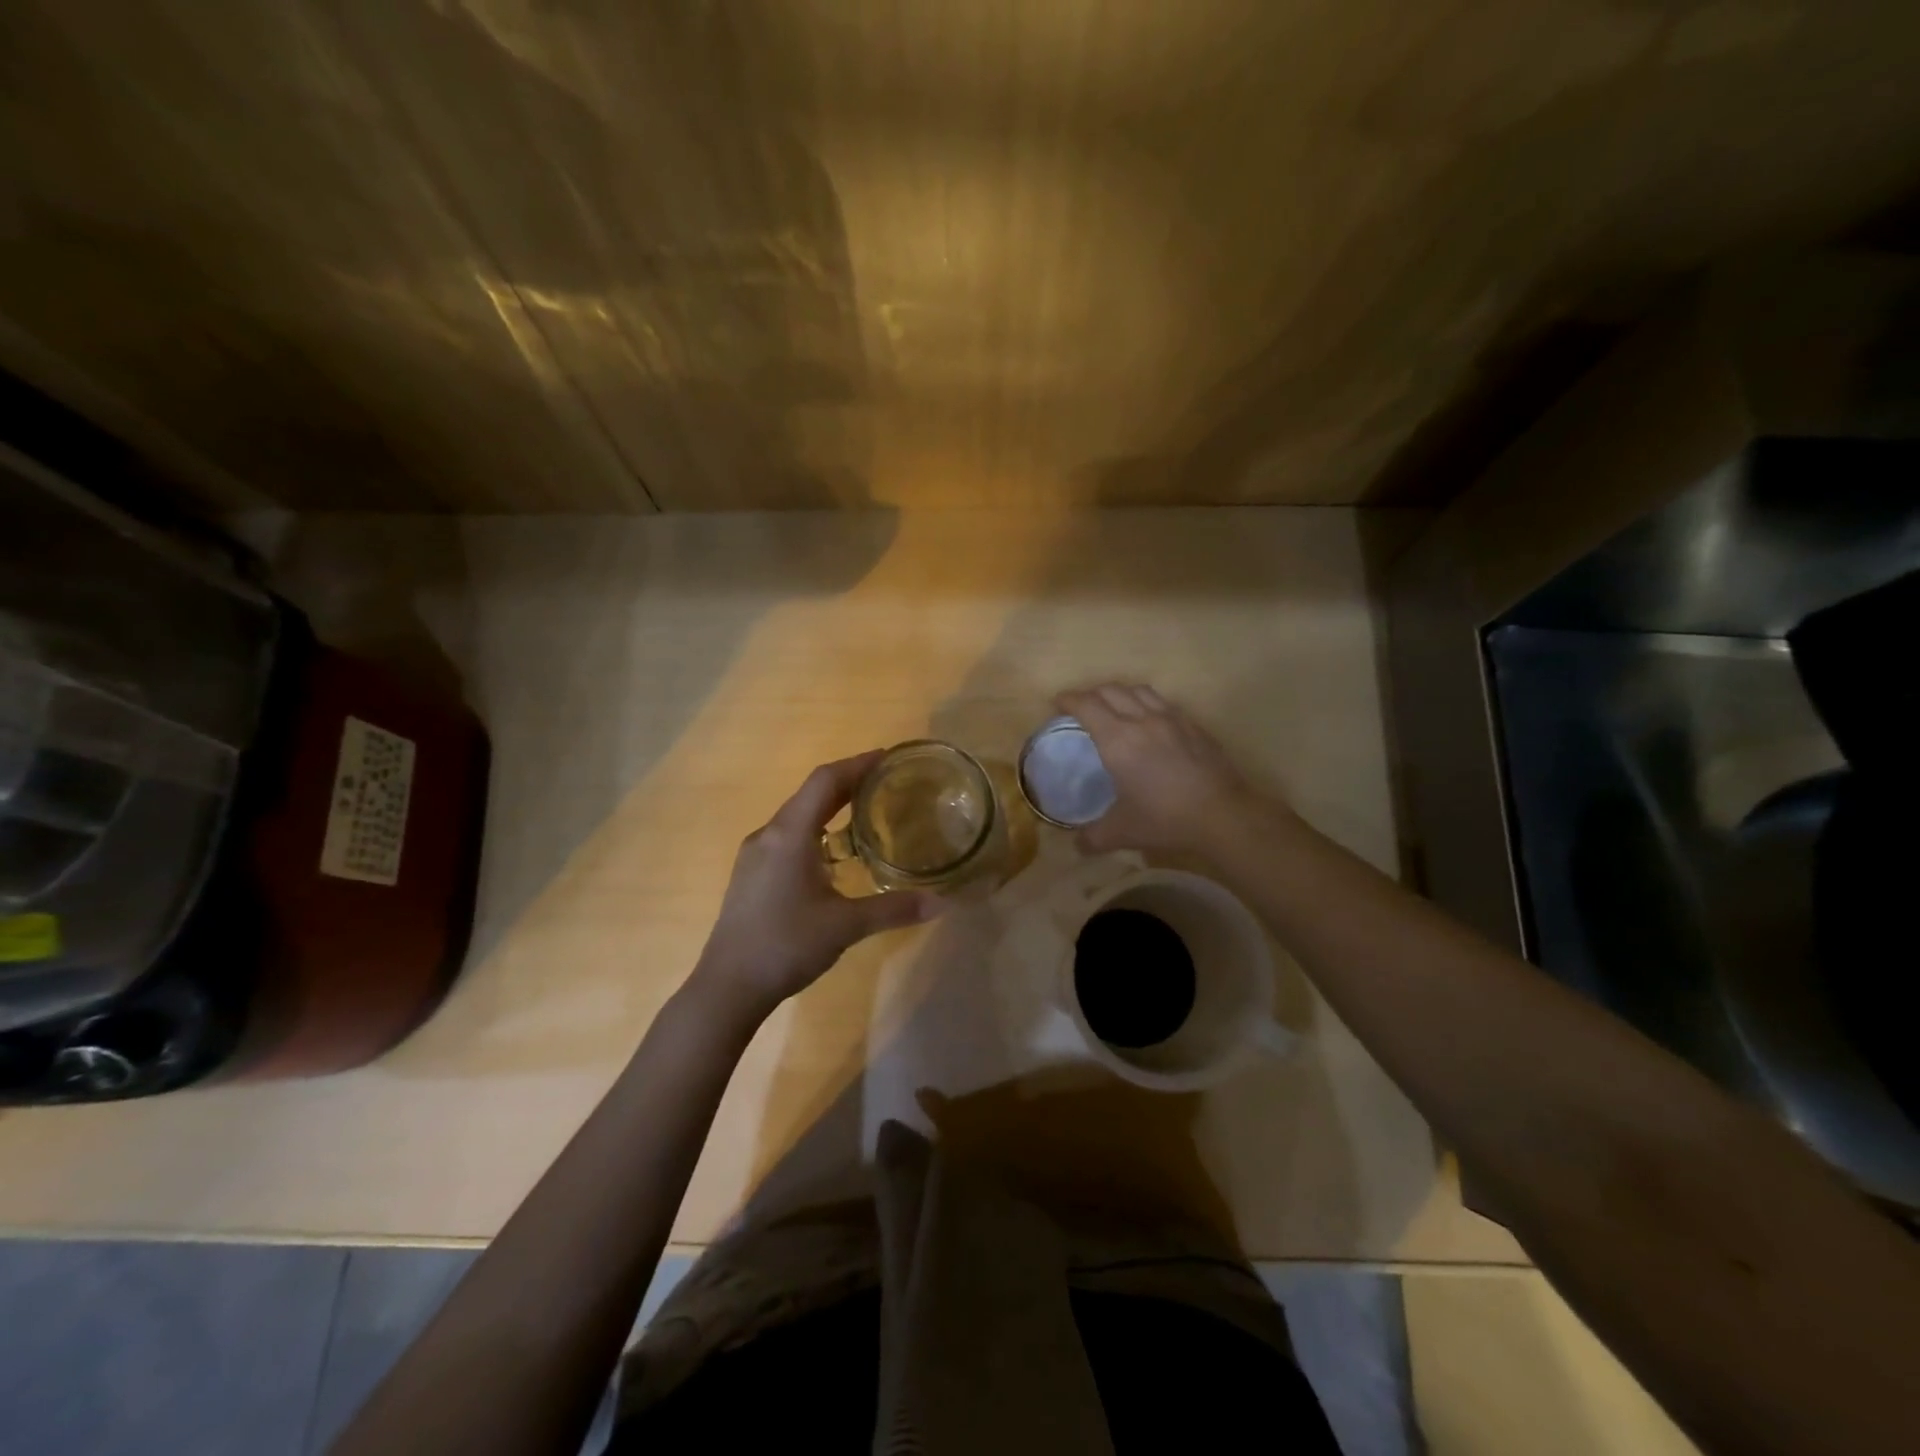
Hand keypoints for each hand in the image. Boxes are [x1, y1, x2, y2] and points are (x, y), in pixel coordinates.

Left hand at [690, 752, 944, 1022]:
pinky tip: (832, 854)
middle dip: (848, 783)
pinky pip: (787, 837)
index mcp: (790, 834)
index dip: (857, 764)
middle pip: (811, 794)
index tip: (887, 757)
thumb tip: (941, 903)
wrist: (727, 987)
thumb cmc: (786, 945)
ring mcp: (755, 855)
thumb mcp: (845, 926)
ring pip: (797, 817)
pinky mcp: (750, 875)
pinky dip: (814, 831)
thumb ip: (893, 909)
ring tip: (864, 812)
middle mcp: (768, 834)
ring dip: (829, 808)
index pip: (825, 780)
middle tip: (885, 781)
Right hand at [1055, 683, 1278, 856]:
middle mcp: (1142, 720)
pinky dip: (1146, 703)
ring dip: (1119, 693)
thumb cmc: (1165, 819)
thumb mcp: (1122, 832)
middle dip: (1090, 693)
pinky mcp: (1193, 726)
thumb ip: (1093, 837)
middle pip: (1110, 690)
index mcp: (1117, 739)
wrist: (1222, 814)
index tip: (1057, 703)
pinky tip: (1149, 721)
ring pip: (1139, 690)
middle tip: (1081, 707)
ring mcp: (1171, 719)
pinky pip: (1163, 702)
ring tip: (1114, 706)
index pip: (1086, 705)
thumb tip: (1077, 845)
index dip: (1068, 699)